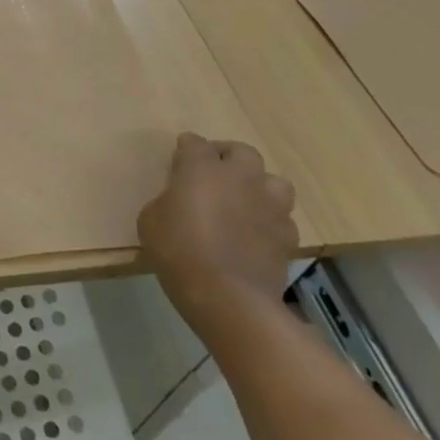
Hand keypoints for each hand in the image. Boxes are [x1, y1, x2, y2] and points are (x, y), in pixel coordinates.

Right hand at [139, 133, 298, 324]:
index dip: (185, 148)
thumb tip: (179, 201)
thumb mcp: (151, 220)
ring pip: (273, 180)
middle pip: (241, 151)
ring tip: (244, 200)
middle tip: (213, 172)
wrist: (227, 296)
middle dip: (227, 156)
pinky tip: (256, 233)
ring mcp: (269, 205)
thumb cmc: (178, 251)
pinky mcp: (288, 234)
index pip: (194, 143)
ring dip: (258, 185)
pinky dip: (269, 219)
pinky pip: (281, 216)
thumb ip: (167, 200)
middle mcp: (240, 177)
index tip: (179, 156)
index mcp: (202, 168)